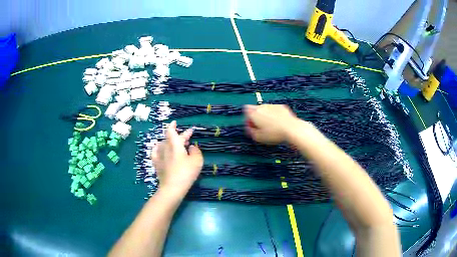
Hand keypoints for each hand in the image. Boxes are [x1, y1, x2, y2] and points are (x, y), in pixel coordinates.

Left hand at [151, 121, 202, 197]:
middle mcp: (165, 147)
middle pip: (170, 138)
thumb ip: (195, 151)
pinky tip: (159, 149)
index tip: (175, 122)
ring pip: (163, 144)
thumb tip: (191, 147)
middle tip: (189, 136)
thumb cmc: (186, 173)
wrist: (172, 187)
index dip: (173, 126)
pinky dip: (158, 148)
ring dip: (170, 142)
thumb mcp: (197, 161)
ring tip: (177, 144)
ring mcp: (159, 156)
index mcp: (175, 144)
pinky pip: (155, 152)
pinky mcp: (156, 164)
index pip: (171, 131)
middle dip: (180, 135)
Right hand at [244, 104, 298, 143]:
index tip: (252, 125)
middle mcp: (262, 106)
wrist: (291, 129)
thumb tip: (248, 128)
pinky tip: (279, 123)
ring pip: (265, 109)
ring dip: (266, 116)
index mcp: (254, 113)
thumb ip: (250, 131)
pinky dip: (275, 115)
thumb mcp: (258, 137)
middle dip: (257, 117)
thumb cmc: (274, 134)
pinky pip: (274, 110)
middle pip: (255, 109)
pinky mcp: (281, 106)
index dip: (248, 118)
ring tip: (272, 127)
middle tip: (261, 127)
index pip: (245, 110)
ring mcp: (272, 105)